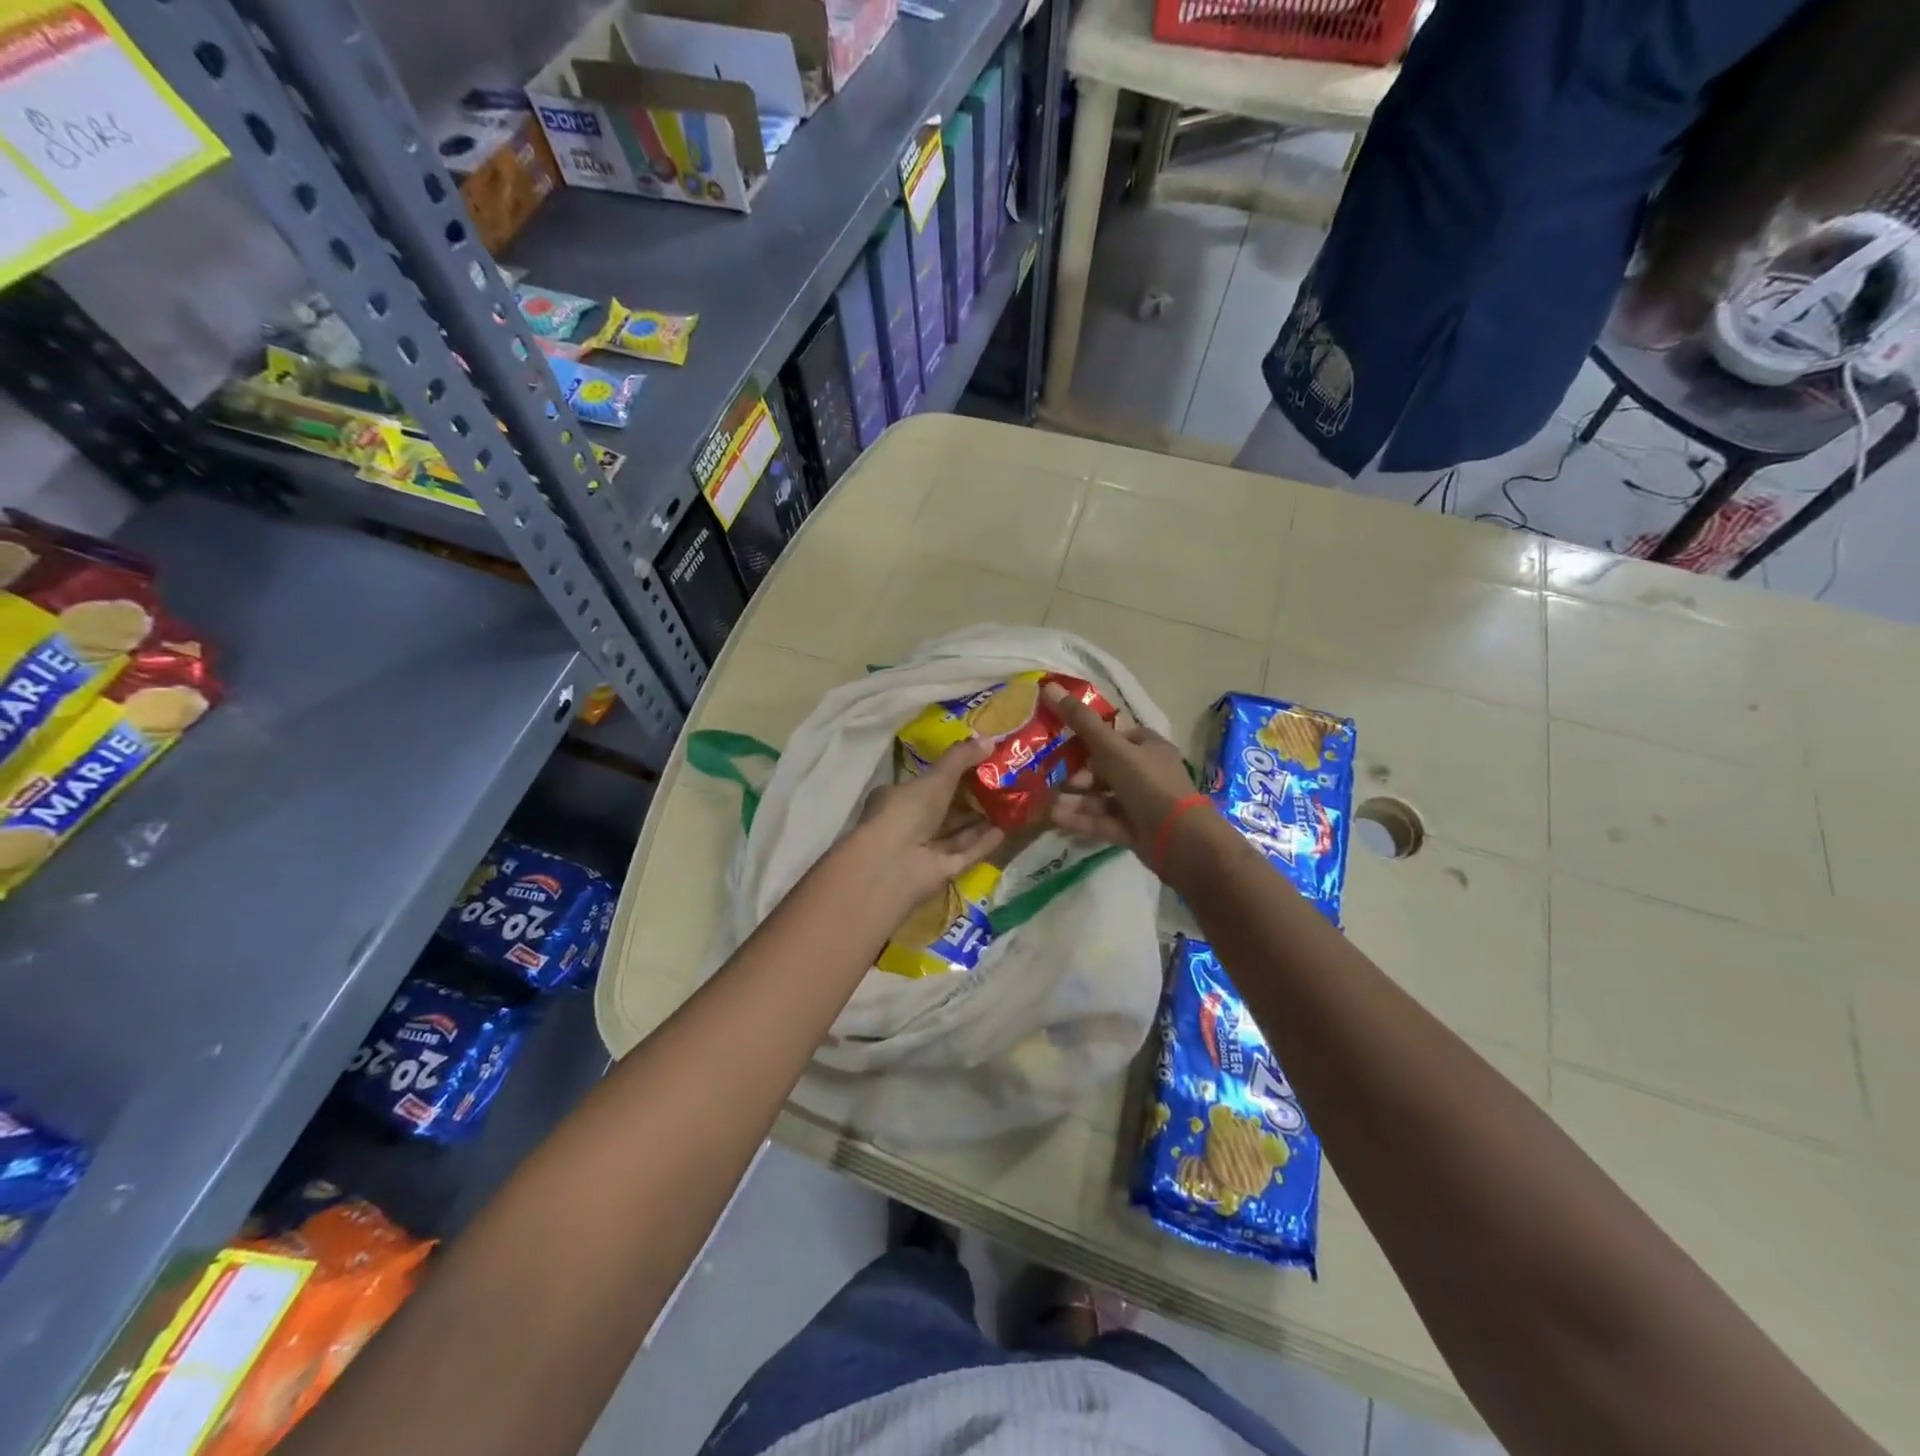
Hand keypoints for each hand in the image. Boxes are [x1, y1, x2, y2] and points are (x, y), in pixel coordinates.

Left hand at [848, 738, 1004, 906]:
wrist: (892, 865)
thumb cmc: (906, 811)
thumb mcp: (935, 778)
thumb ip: (961, 759)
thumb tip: (990, 740)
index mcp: (897, 798)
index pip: (925, 784)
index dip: (950, 775)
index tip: (978, 765)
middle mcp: (908, 824)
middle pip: (942, 810)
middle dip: (968, 799)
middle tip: (999, 785)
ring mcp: (923, 850)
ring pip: (955, 833)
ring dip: (978, 821)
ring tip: (1007, 806)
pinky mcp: (939, 872)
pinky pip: (964, 853)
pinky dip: (982, 843)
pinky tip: (1003, 831)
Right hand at [1043, 684, 1199, 861]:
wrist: (1180, 840)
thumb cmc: (1148, 784)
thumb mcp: (1111, 748)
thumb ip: (1080, 721)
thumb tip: (1050, 686)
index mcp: (1148, 746)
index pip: (1114, 735)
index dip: (1087, 737)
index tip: (1059, 741)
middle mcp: (1146, 772)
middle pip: (1105, 768)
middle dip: (1077, 773)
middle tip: (1052, 777)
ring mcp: (1141, 803)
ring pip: (1101, 797)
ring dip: (1075, 798)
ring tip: (1048, 802)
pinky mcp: (1134, 830)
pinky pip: (1103, 820)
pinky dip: (1081, 818)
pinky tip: (1055, 818)